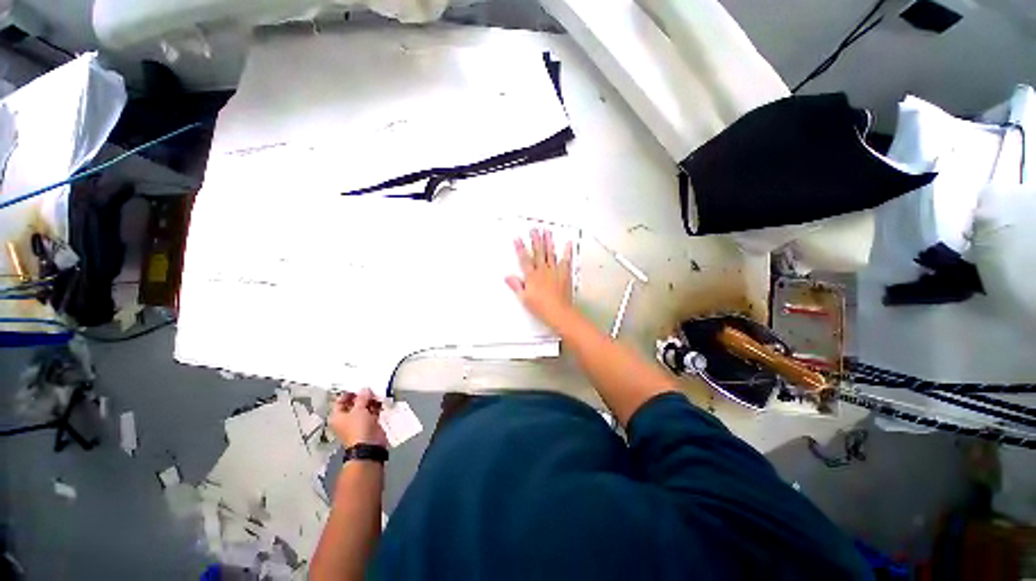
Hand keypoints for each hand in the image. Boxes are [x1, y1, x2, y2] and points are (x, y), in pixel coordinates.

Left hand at [328, 389, 388, 447]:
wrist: (369, 445)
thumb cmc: (358, 427)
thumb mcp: (358, 409)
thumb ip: (362, 397)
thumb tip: (365, 389)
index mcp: (338, 416)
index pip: (340, 401)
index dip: (349, 393)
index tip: (358, 386)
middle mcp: (347, 419)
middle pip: (354, 403)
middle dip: (362, 396)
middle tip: (370, 389)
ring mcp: (359, 421)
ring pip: (365, 407)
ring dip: (371, 401)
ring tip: (377, 394)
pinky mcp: (370, 423)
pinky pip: (373, 411)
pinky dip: (377, 406)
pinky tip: (382, 401)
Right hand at [505, 228, 574, 330]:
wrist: (559, 312)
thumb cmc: (541, 307)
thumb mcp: (524, 298)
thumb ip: (516, 286)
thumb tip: (507, 277)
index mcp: (532, 276)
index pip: (524, 259)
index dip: (520, 248)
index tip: (517, 238)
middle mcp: (543, 271)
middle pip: (538, 253)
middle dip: (535, 240)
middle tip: (534, 229)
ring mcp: (555, 271)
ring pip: (550, 253)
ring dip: (548, 242)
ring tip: (547, 231)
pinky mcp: (565, 275)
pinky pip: (566, 261)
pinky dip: (567, 251)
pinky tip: (568, 243)